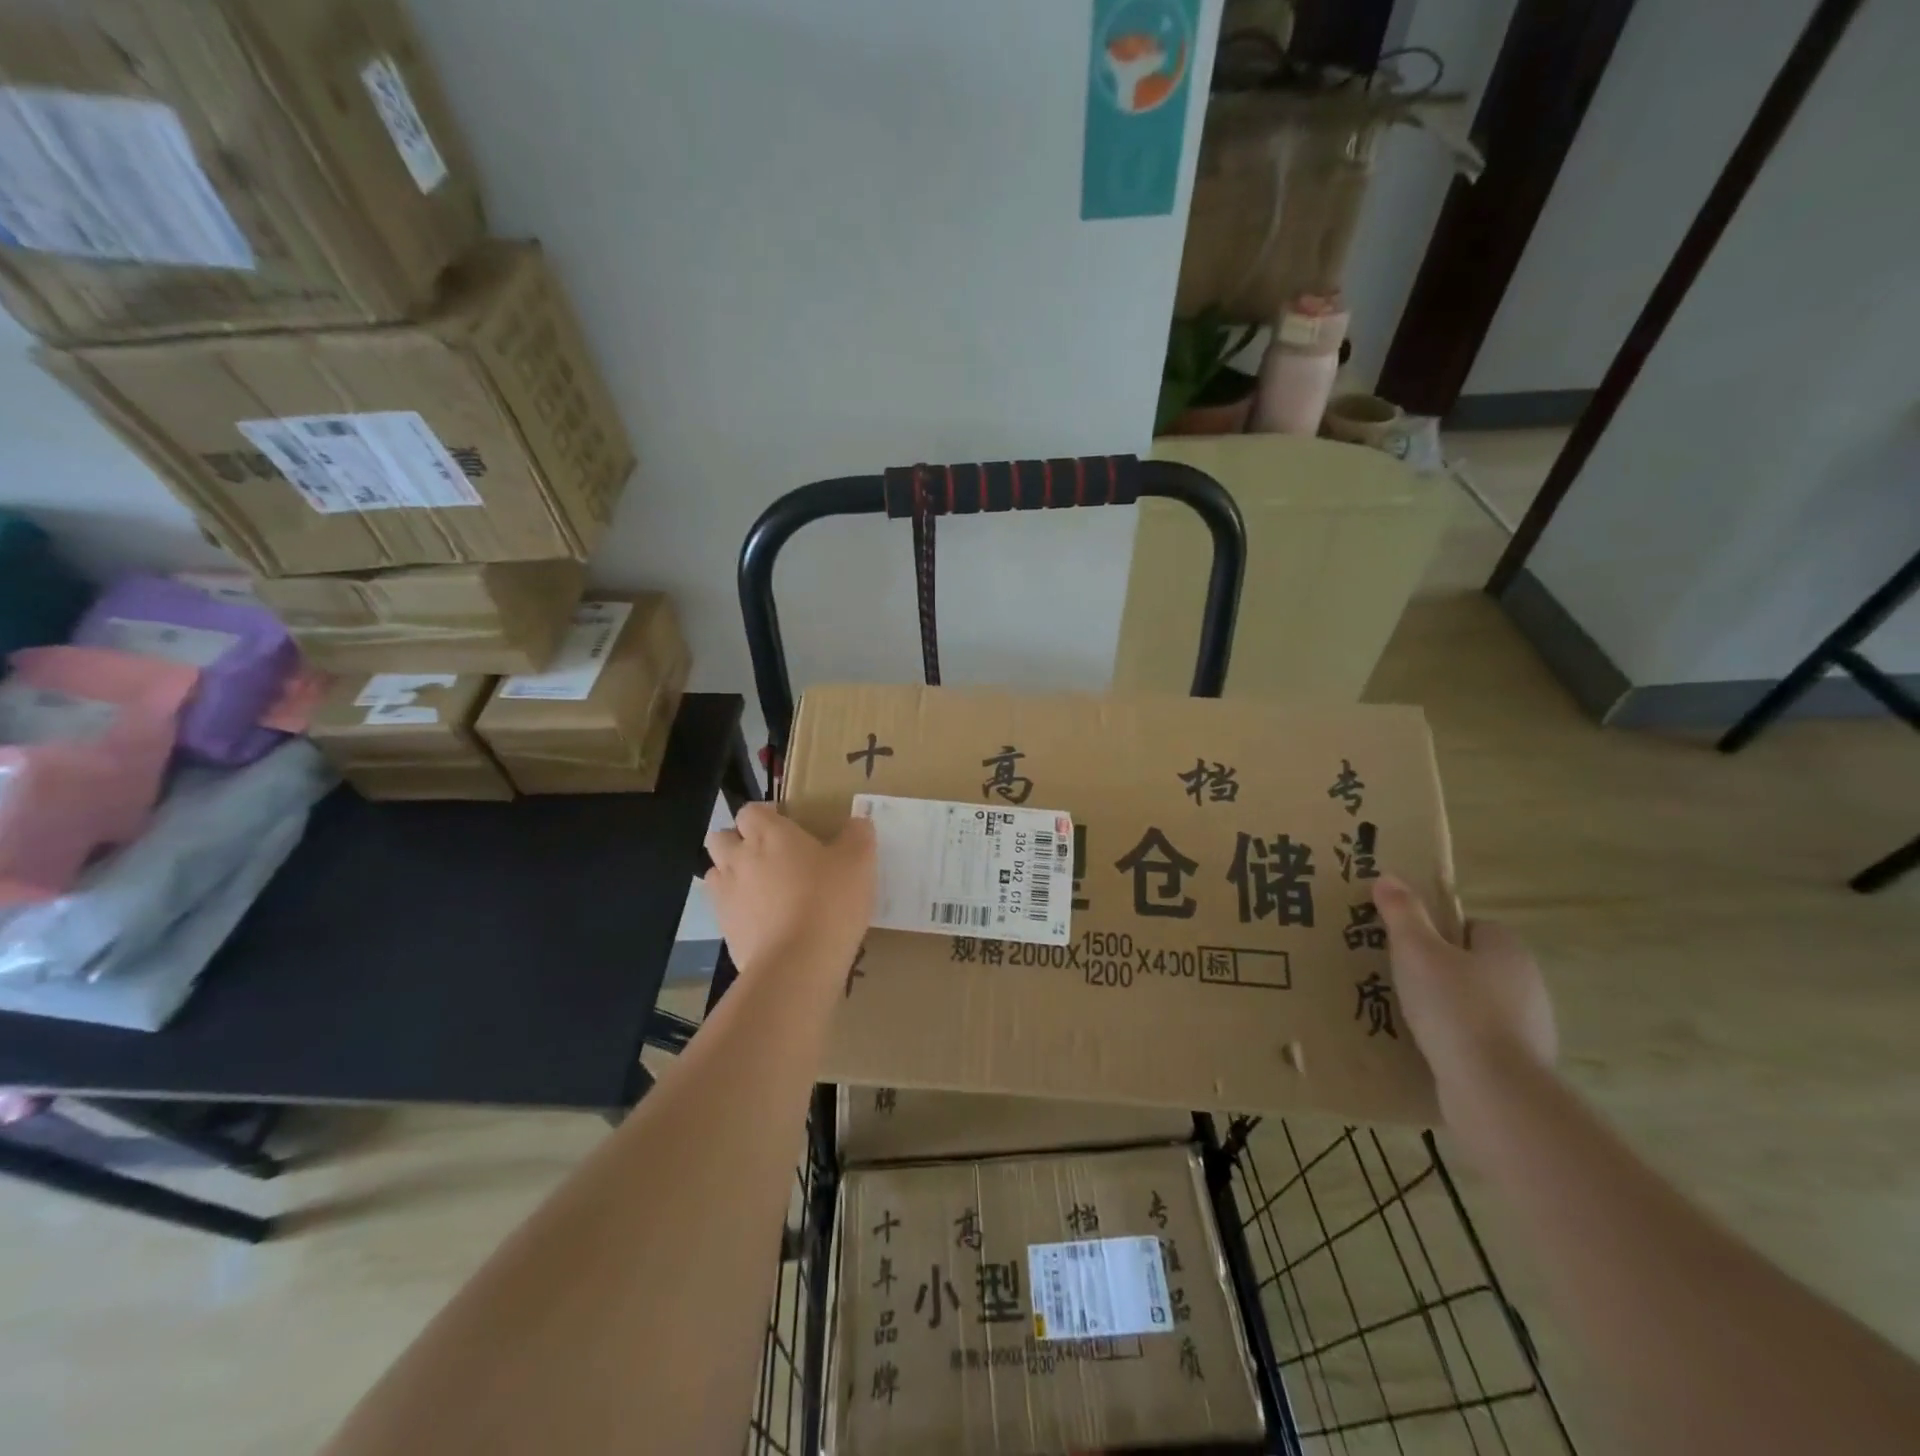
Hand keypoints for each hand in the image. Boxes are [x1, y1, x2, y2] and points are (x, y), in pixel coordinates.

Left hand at [704, 804, 874, 979]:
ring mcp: (726, 896)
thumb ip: (858, 835)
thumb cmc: (829, 901)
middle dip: (737, 840)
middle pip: (720, 837)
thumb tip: (858, 822)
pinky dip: (738, 909)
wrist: (798, 963)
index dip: (764, 814)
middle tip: (768, 854)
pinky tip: (764, 921)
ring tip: (761, 887)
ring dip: (732, 874)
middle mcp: (739, 858)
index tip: (785, 824)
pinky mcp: (725, 930)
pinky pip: (723, 909)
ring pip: (715, 873)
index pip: (750, 810)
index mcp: (768, 834)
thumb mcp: (859, 862)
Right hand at [1372, 875, 1556, 1100]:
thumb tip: (1388, 877)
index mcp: (1508, 950)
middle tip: (1398, 977)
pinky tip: (1428, 1048)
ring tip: (1405, 1015)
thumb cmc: (1455, 1008)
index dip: (1437, 931)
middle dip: (1438, 969)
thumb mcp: (1416, 951)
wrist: (1496, 1091)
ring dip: (1447, 1007)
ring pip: (1477, 1003)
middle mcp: (1528, 983)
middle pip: (1473, 963)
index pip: (1470, 926)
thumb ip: (1402, 912)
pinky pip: (1480, 1039)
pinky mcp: (1522, 1063)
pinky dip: (1456, 1040)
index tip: (1407, 945)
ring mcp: (1530, 1027)